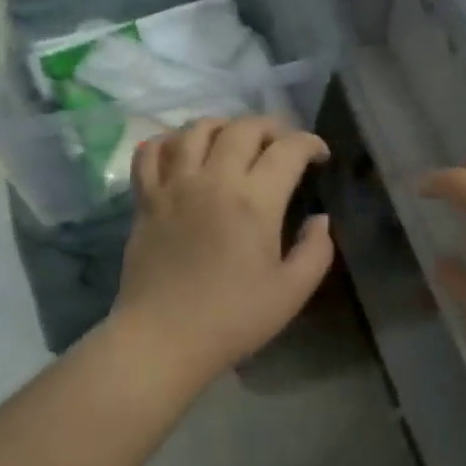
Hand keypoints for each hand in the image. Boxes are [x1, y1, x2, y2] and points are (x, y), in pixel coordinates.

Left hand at [109, 116, 333, 385]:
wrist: (163, 339)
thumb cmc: (233, 319)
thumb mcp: (292, 292)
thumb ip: (316, 250)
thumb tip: (320, 219)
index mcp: (255, 201)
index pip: (288, 149)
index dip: (310, 144)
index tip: (320, 156)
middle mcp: (214, 180)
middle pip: (243, 128)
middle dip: (271, 127)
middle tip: (281, 145)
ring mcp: (174, 185)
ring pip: (196, 129)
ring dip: (223, 126)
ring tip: (234, 141)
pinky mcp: (146, 199)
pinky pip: (151, 152)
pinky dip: (169, 142)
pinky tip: (182, 152)